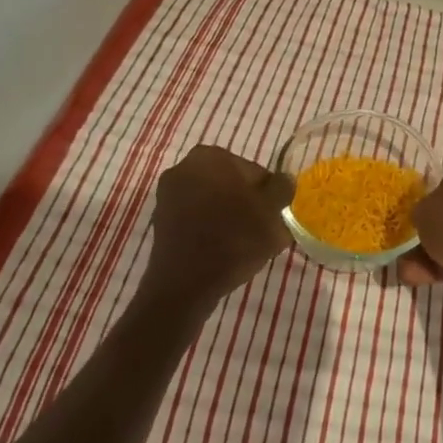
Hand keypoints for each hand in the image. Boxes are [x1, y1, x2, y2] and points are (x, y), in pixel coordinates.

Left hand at [143, 146, 292, 304]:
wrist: (184, 286)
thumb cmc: (233, 240)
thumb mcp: (272, 212)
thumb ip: (282, 188)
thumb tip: (282, 180)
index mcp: (211, 156)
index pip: (253, 170)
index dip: (267, 194)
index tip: (271, 216)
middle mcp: (185, 166)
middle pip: (231, 183)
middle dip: (246, 202)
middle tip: (259, 230)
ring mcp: (168, 194)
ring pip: (213, 200)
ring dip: (228, 215)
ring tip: (241, 243)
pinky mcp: (160, 220)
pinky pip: (196, 217)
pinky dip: (209, 227)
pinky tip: (220, 249)